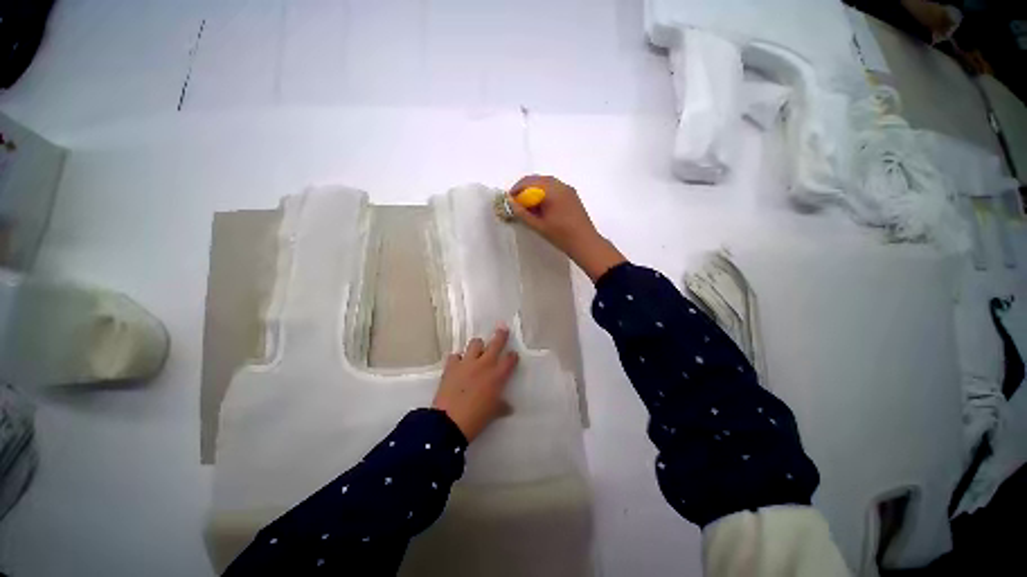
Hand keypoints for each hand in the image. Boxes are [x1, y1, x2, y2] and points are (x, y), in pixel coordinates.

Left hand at [432, 325, 519, 441]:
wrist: (449, 422)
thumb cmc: (476, 418)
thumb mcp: (493, 413)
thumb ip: (502, 406)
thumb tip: (509, 408)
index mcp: (497, 376)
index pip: (509, 359)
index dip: (512, 355)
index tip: (513, 354)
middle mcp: (484, 364)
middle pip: (495, 343)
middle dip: (500, 335)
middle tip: (503, 329)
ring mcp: (467, 363)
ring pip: (475, 343)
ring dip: (478, 346)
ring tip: (477, 350)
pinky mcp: (451, 366)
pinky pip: (455, 356)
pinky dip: (457, 359)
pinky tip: (458, 364)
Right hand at [508, 175, 625, 281]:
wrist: (585, 243)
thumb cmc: (561, 235)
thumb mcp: (538, 226)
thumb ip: (522, 213)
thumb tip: (510, 203)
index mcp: (552, 190)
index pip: (529, 182)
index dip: (517, 190)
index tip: (510, 201)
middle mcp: (561, 185)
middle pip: (538, 180)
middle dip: (525, 189)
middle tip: (517, 204)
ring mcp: (568, 189)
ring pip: (546, 183)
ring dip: (535, 191)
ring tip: (528, 207)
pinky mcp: (572, 196)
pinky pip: (554, 189)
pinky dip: (544, 194)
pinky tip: (542, 208)